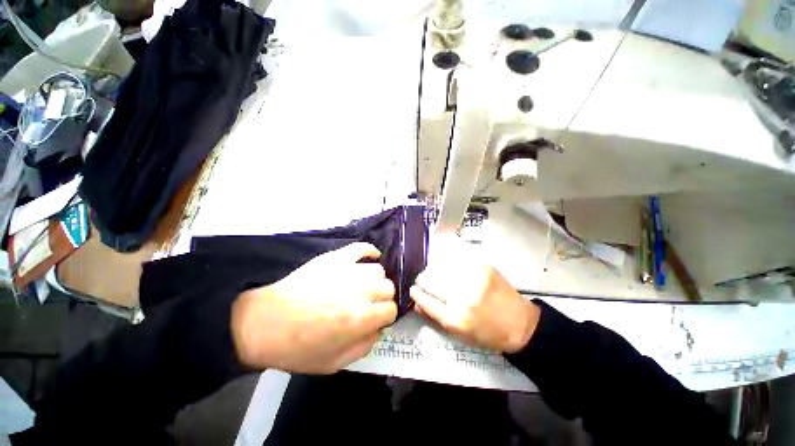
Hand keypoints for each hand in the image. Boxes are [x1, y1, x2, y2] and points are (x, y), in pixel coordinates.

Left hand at [231, 243, 396, 373]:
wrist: (265, 322)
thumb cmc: (298, 347)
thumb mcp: (334, 363)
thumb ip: (365, 346)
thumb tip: (379, 329)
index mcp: (361, 318)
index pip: (391, 310)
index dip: (385, 316)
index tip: (376, 319)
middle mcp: (361, 290)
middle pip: (388, 287)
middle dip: (383, 298)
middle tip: (369, 304)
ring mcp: (348, 270)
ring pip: (378, 270)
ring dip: (375, 280)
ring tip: (364, 286)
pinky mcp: (336, 257)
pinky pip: (361, 248)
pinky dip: (370, 251)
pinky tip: (372, 257)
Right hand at [410, 236, 539, 352]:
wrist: (519, 323)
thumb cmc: (486, 333)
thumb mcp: (458, 335)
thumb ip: (434, 317)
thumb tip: (415, 303)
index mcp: (455, 318)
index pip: (424, 299)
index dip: (416, 293)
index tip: (413, 289)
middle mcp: (462, 297)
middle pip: (429, 279)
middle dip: (423, 280)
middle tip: (425, 281)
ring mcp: (473, 278)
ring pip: (439, 266)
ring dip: (435, 269)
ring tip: (439, 273)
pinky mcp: (482, 266)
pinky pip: (455, 257)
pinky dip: (449, 261)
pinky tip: (450, 265)